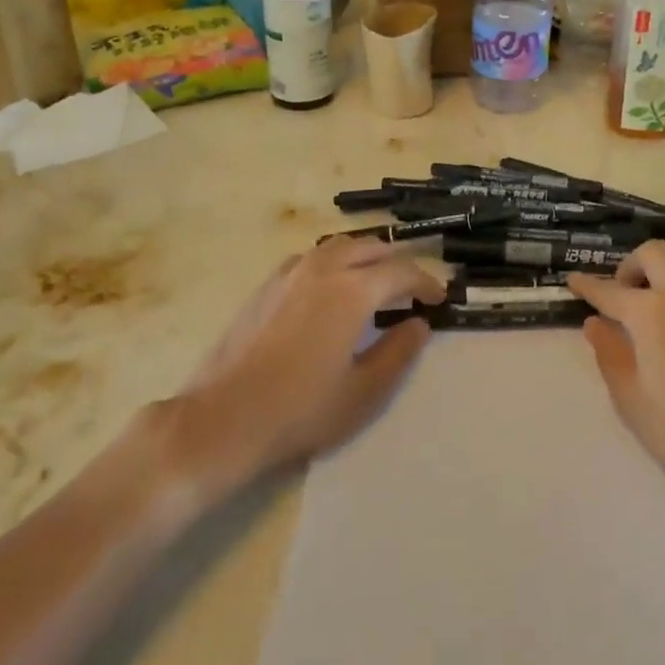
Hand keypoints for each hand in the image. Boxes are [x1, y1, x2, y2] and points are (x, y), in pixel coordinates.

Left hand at [166, 237, 443, 494]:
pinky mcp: (267, 285)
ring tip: (374, 282)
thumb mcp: (364, 391)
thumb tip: (419, 324)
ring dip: (365, 256)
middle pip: (371, 248)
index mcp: (352, 291)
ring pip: (339, 245)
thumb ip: (398, 352)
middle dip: (397, 264)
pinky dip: (334, 262)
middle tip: (411, 290)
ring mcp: (290, 273)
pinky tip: (330, 289)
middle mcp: (323, 269)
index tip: (439, 300)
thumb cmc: (301, 410)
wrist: (225, 418)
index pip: (401, 272)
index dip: (426, 283)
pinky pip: (312, 257)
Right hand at [568, 242, 664, 519]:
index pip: (611, 291)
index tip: (574, 281)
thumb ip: (609, 354)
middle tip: (626, 291)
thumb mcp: (631, 398)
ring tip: (663, 297)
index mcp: (651, 313)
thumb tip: (595, 324)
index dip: (589, 286)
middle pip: (656, 253)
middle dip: (633, 264)